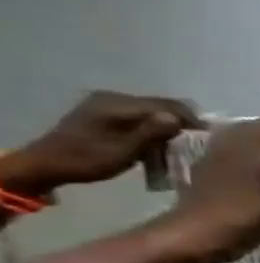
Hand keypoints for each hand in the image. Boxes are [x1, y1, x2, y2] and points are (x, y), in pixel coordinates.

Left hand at [5, 92, 198, 192]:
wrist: (47, 164)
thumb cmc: (88, 160)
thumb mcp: (124, 150)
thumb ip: (151, 132)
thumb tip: (177, 118)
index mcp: (118, 105)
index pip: (168, 105)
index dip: (192, 119)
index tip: (209, 138)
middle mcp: (114, 98)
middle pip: (162, 105)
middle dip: (182, 122)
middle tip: (197, 142)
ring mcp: (107, 103)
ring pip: (153, 110)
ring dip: (169, 124)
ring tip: (180, 143)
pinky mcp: (105, 111)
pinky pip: (141, 114)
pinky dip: (155, 125)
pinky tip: (158, 139)